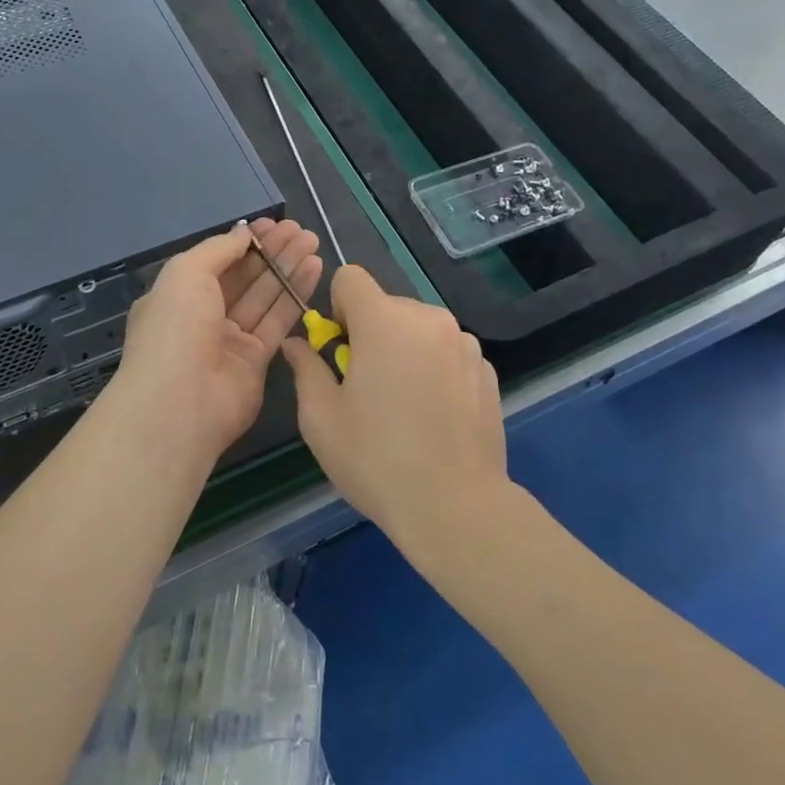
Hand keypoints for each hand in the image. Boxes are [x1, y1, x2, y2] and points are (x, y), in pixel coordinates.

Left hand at [107, 218, 322, 462]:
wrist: (180, 404)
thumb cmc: (175, 329)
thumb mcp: (186, 273)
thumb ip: (219, 249)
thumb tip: (244, 233)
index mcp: (178, 296)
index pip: (217, 262)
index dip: (244, 243)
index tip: (273, 224)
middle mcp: (203, 316)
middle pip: (244, 277)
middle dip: (271, 252)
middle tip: (300, 230)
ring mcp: (230, 340)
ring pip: (264, 296)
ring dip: (287, 268)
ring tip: (312, 241)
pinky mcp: (257, 362)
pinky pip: (278, 321)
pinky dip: (296, 294)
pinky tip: (314, 268)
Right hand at [283, 265, 507, 557]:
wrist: (456, 507)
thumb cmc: (376, 460)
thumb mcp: (321, 418)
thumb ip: (306, 368)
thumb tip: (297, 344)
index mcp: (384, 321)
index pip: (351, 278)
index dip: (336, 307)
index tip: (340, 349)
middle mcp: (428, 318)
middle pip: (386, 304)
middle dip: (370, 332)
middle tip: (366, 385)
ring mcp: (464, 342)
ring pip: (419, 327)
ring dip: (404, 349)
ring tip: (404, 404)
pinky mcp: (486, 368)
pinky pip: (448, 350)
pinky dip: (434, 367)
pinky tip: (434, 415)